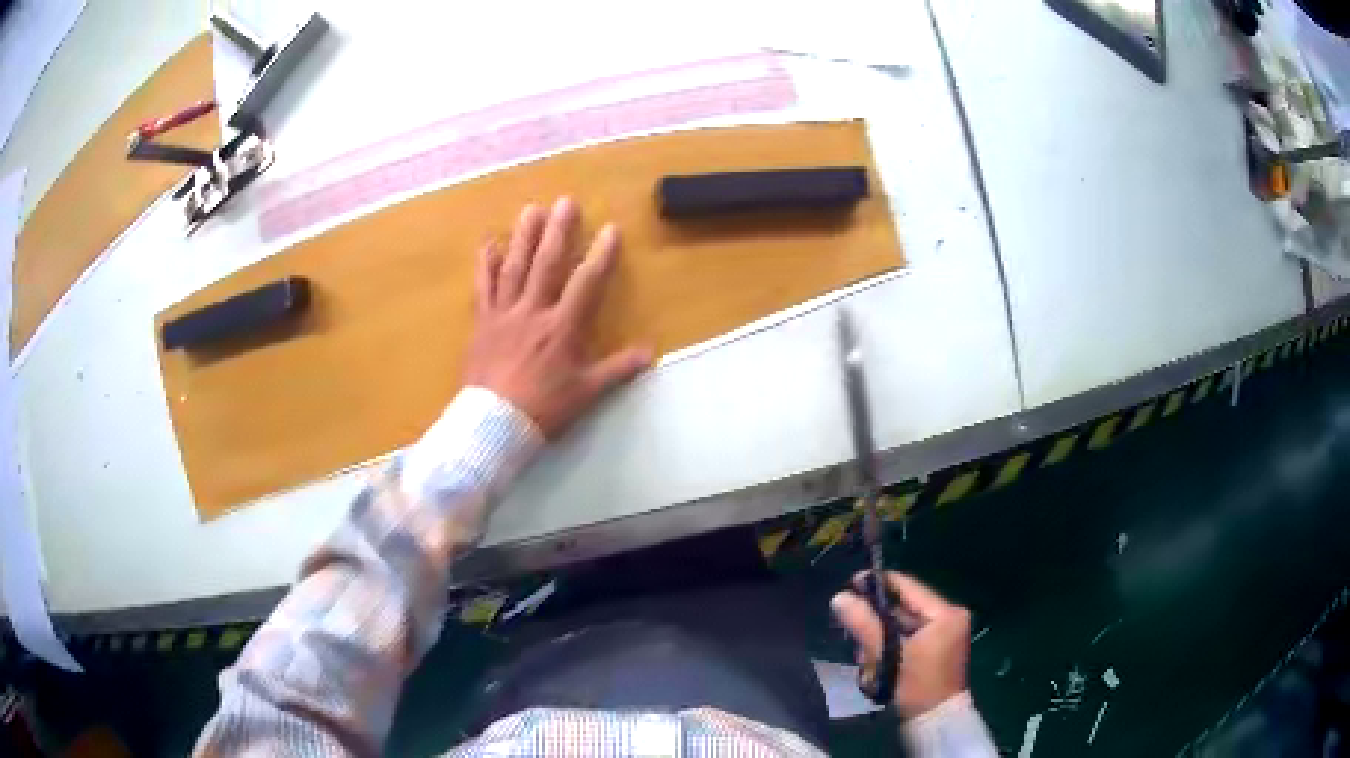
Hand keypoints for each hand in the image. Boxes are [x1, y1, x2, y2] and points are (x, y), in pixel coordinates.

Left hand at [464, 197, 652, 438]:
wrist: (494, 424)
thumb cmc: (544, 409)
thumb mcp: (586, 393)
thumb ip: (618, 369)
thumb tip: (650, 353)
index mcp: (563, 327)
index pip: (586, 282)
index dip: (601, 255)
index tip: (611, 229)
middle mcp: (533, 311)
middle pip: (548, 264)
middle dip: (559, 231)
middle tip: (566, 201)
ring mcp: (504, 314)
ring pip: (515, 268)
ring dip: (524, 237)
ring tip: (531, 210)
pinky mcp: (481, 323)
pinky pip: (482, 288)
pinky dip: (484, 265)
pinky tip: (488, 243)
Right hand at [831, 572, 971, 717]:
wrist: (936, 722)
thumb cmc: (917, 687)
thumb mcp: (889, 656)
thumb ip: (866, 625)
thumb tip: (839, 597)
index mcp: (945, 613)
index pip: (907, 587)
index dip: (878, 584)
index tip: (851, 584)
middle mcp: (948, 618)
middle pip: (901, 608)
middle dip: (874, 621)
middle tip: (852, 634)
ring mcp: (943, 634)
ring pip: (900, 625)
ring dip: (878, 639)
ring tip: (865, 659)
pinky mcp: (934, 649)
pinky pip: (905, 638)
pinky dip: (888, 648)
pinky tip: (875, 666)